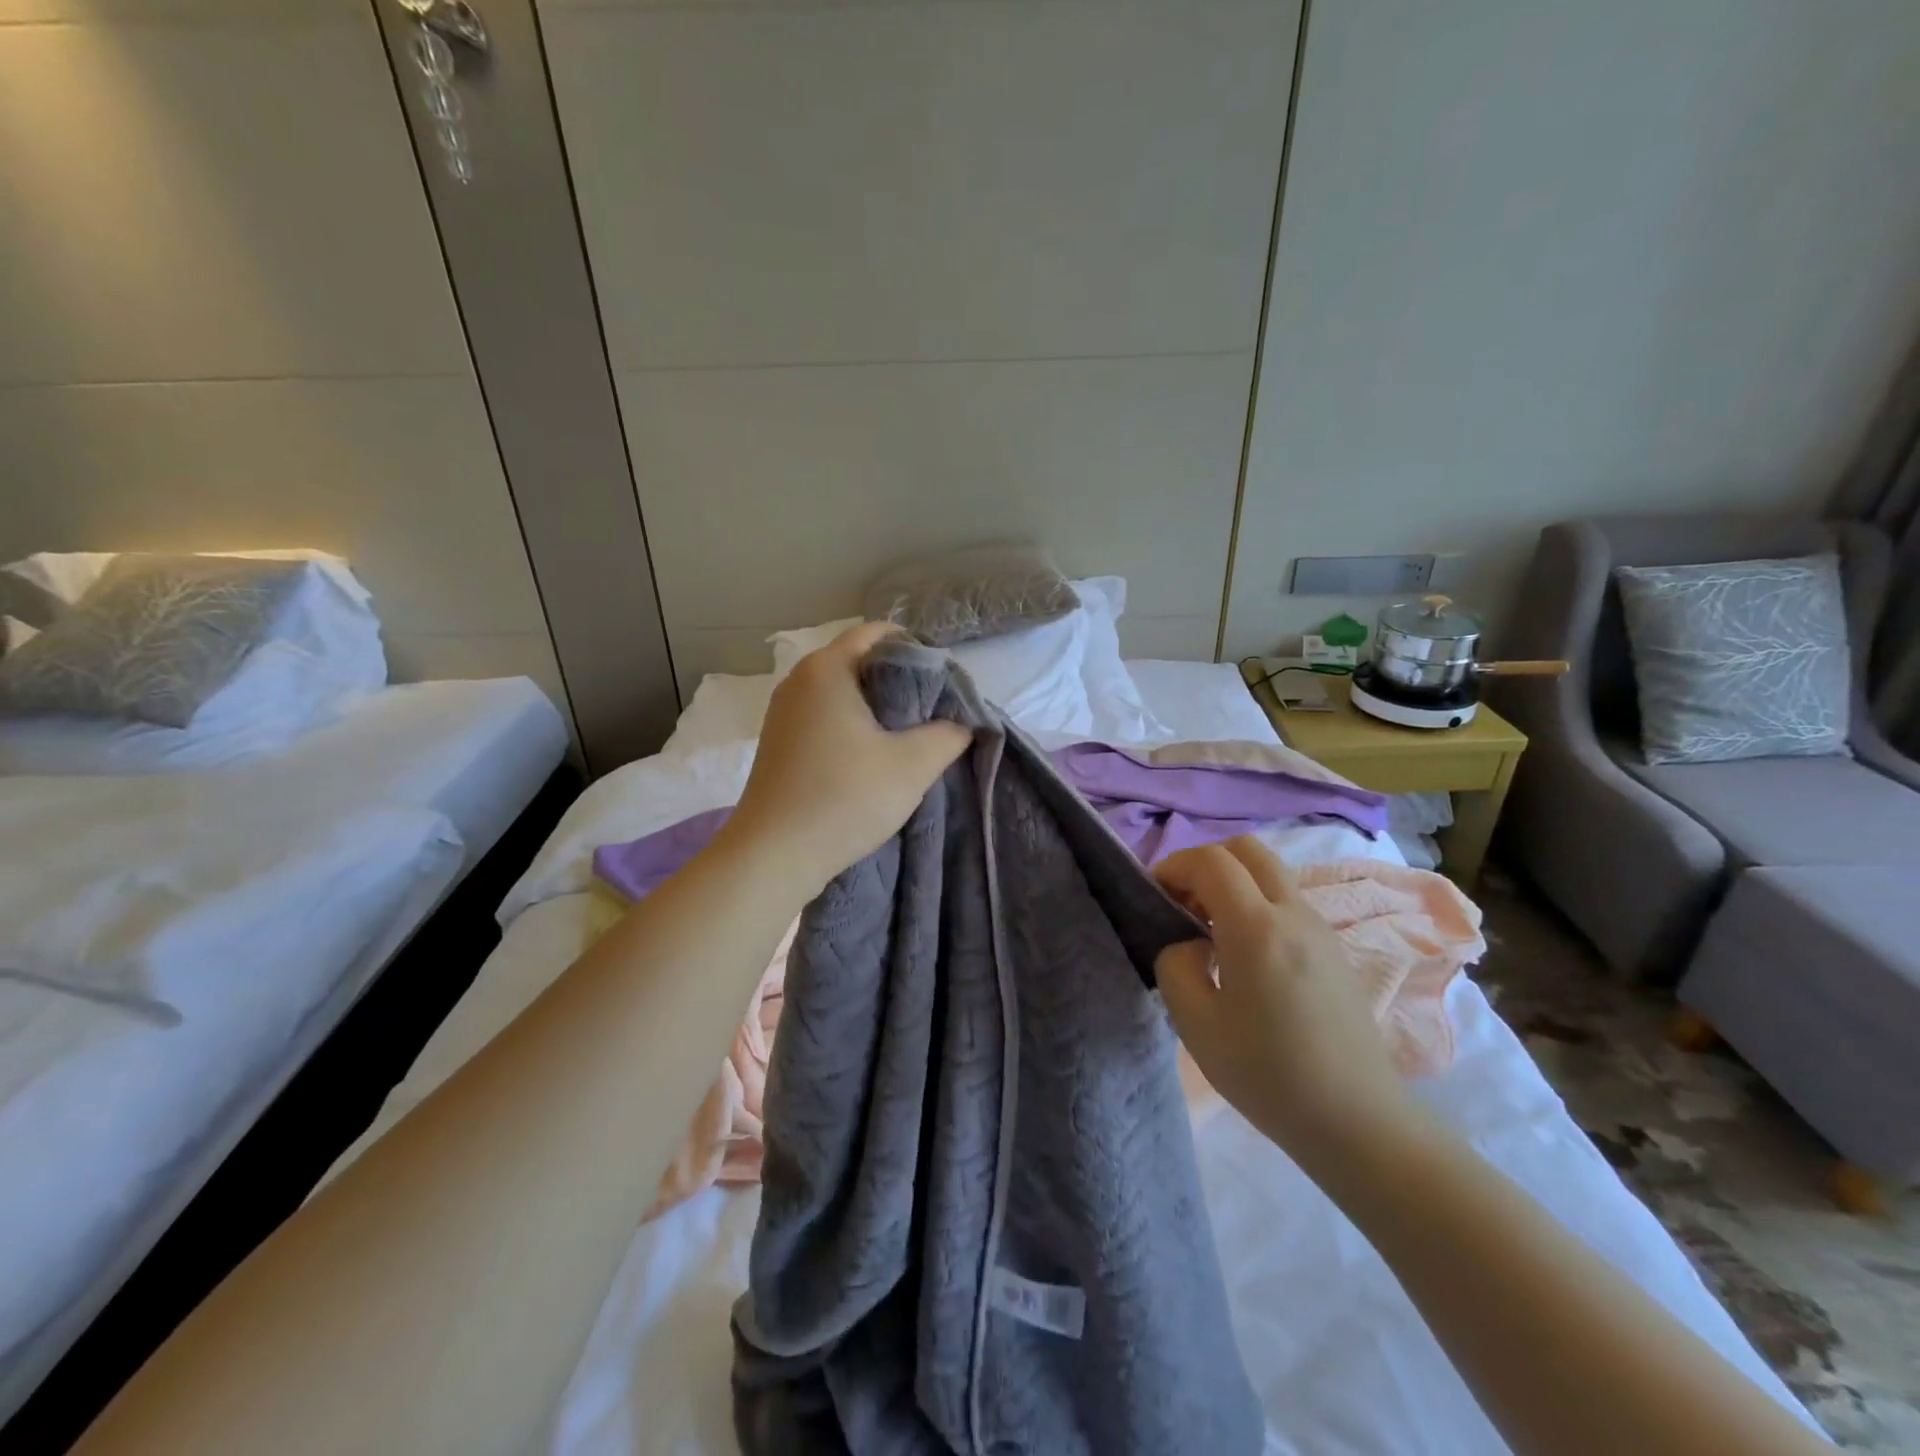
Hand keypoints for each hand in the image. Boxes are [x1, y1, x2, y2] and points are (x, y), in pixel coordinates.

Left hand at [723, 622, 971, 898]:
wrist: (773, 856)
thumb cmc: (844, 798)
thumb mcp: (913, 765)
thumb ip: (948, 734)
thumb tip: (962, 723)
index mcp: (826, 668)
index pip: (879, 633)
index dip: (918, 651)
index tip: (944, 684)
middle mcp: (799, 680)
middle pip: (861, 661)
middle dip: (901, 682)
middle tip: (935, 713)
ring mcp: (784, 712)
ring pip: (843, 692)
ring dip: (878, 708)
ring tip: (909, 737)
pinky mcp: (780, 742)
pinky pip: (826, 716)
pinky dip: (853, 726)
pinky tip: (872, 758)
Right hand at [1153, 837, 1421, 1172]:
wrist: (1358, 1122)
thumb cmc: (1269, 1075)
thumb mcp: (1196, 1024)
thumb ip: (1175, 965)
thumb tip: (1187, 943)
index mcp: (1257, 928)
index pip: (1210, 860)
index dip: (1174, 866)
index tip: (1155, 896)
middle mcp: (1293, 913)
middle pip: (1246, 849)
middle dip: (1205, 862)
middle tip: (1183, 903)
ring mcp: (1320, 928)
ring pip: (1269, 872)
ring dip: (1232, 882)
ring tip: (1209, 931)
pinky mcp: (1333, 948)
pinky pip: (1286, 900)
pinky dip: (1255, 902)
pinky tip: (1244, 955)